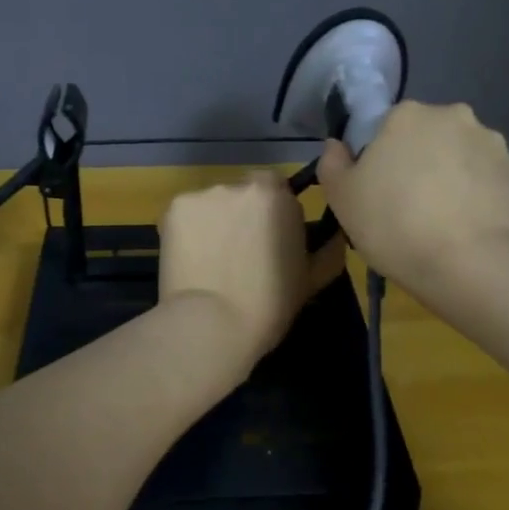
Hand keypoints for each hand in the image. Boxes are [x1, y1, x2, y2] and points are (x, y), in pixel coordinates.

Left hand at [159, 172, 345, 366]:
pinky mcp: (173, 209)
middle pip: (242, 193)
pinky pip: (186, 215)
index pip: (275, 187)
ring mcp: (202, 194)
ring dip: (213, 223)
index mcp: (276, 194)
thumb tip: (334, 234)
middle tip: (239, 252)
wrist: (212, 324)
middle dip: (241, 215)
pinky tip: (190, 260)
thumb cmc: (270, 304)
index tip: (269, 239)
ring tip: (211, 260)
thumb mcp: (312, 278)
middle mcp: (239, 185)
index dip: (272, 212)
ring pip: (211, 204)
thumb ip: (327, 248)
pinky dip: (188, 232)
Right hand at [317, 100, 508, 292]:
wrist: (470, 265)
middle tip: (407, 206)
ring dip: (449, 176)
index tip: (377, 190)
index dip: (379, 158)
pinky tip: (466, 227)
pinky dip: (476, 195)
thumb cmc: (394, 225)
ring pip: (459, 156)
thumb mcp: (342, 199)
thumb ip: (332, 163)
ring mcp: (491, 143)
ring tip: (441, 221)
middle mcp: (453, 116)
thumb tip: (337, 145)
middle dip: (418, 161)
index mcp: (407, 115)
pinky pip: (486, 180)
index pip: (386, 126)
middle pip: (426, 136)